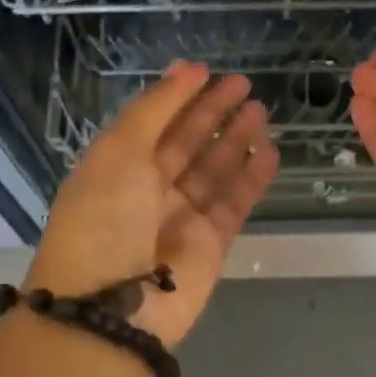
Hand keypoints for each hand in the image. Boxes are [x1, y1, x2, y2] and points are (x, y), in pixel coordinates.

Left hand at [25, 62, 277, 349]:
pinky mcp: (210, 245)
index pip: (153, 123)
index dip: (179, 97)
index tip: (207, 71)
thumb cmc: (105, 218)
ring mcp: (180, 219)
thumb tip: (186, 70)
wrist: (114, 306)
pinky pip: (234, 205)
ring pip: (214, 172)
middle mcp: (148, 191)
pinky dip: (251, 179)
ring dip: (236, 141)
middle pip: (186, 144)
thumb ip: (155, 109)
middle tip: (244, 85)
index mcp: (117, 167)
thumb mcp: (119, 151)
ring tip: (262, 112)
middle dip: (213, 114)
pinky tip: (270, 153)